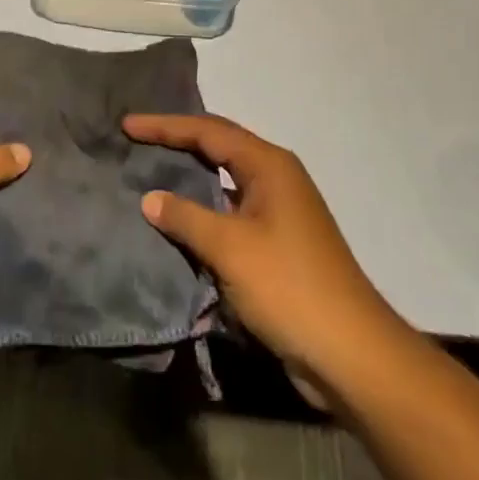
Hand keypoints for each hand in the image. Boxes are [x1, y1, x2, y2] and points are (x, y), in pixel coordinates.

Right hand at [123, 112, 392, 400]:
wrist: (351, 354)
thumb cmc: (289, 287)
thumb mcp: (230, 248)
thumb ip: (186, 217)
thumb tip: (149, 197)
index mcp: (268, 165)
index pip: (208, 131)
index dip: (165, 126)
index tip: (128, 126)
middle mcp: (276, 178)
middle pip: (218, 147)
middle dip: (177, 142)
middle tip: (137, 141)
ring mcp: (280, 211)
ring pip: (225, 181)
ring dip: (190, 177)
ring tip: (151, 173)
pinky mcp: (279, 243)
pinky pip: (231, 212)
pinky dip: (204, 210)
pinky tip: (180, 221)